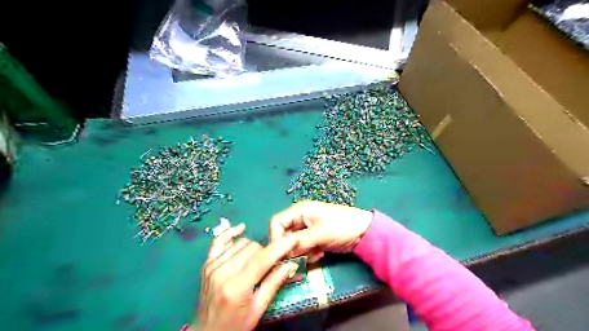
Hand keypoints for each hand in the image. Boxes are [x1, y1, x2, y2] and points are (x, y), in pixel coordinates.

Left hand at [189, 223, 299, 330]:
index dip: (280, 246)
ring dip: (253, 249)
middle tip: (270, 264)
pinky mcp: (207, 264)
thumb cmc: (236, 325)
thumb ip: (274, 283)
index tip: (294, 238)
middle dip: (266, 253)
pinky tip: (241, 229)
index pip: (263, 258)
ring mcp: (212, 266)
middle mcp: (223, 272)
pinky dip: (231, 234)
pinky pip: (219, 241)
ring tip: (255, 262)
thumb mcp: (258, 309)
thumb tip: (290, 263)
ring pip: (241, 243)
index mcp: (237, 287)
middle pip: (253, 247)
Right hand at [268, 202, 368, 260]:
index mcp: (299, 210)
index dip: (275, 237)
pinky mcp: (312, 237)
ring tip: (315, 253)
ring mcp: (306, 228)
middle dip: (290, 247)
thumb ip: (299, 241)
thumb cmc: (342, 227)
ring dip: (300, 251)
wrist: (364, 232)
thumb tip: (281, 251)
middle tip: (302, 255)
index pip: (276, 222)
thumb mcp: (320, 233)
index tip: (281, 253)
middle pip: (283, 234)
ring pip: (292, 243)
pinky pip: (302, 247)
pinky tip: (319, 254)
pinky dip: (308, 253)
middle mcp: (300, 218)